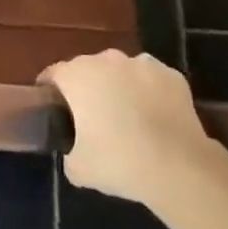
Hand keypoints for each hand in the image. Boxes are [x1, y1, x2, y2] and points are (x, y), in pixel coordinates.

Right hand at [40, 50, 217, 205]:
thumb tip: (74, 149)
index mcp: (78, 75)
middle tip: (92, 118)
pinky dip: (149, 93)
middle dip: (87, 88)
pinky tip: (155, 118)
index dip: (49, 89)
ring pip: (122, 72)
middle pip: (88, 69)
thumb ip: (69, 152)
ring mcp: (142, 63)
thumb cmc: (119, 162)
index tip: (52, 107)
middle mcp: (107, 59)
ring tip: (128, 118)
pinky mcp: (171, 74)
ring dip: (120, 87)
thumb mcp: (78, 169)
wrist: (178, 167)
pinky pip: (151, 81)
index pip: (53, 74)